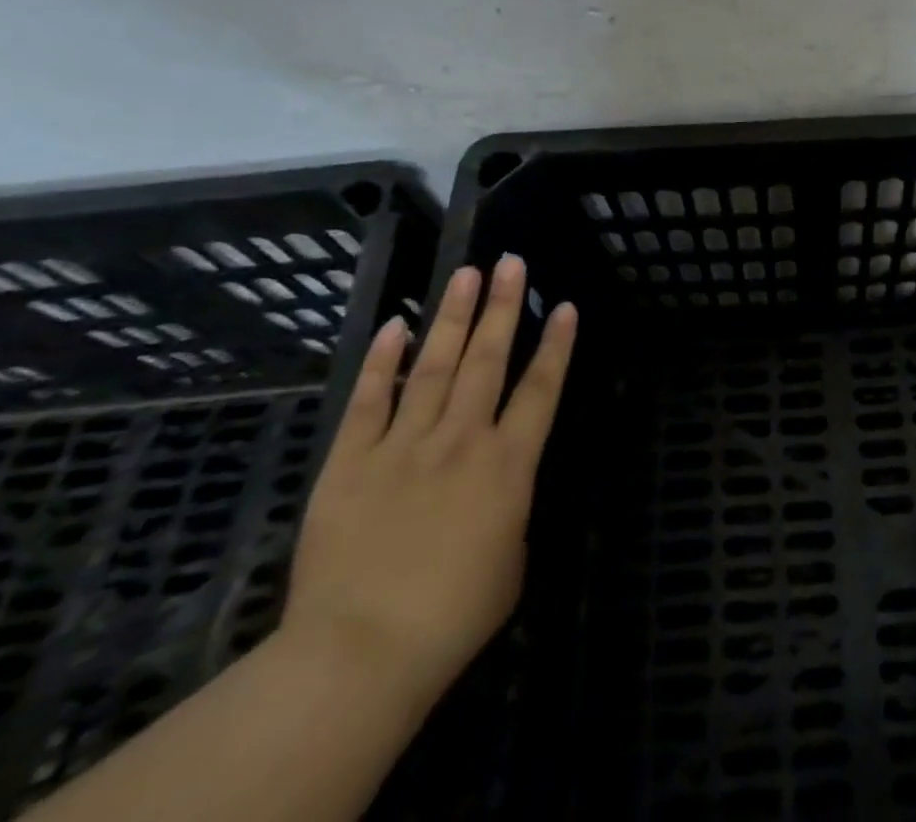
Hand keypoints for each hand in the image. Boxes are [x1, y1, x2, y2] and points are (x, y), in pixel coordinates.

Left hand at [281, 256, 577, 708]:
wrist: (360, 653)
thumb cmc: (453, 617)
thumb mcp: (511, 563)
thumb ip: (509, 511)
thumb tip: (499, 488)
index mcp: (507, 465)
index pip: (541, 390)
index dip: (556, 345)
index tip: (565, 305)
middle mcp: (461, 439)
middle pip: (488, 359)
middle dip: (503, 307)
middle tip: (511, 262)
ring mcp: (404, 445)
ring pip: (435, 365)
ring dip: (452, 316)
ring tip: (466, 273)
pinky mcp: (351, 461)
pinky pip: (370, 400)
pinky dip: (383, 361)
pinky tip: (396, 325)